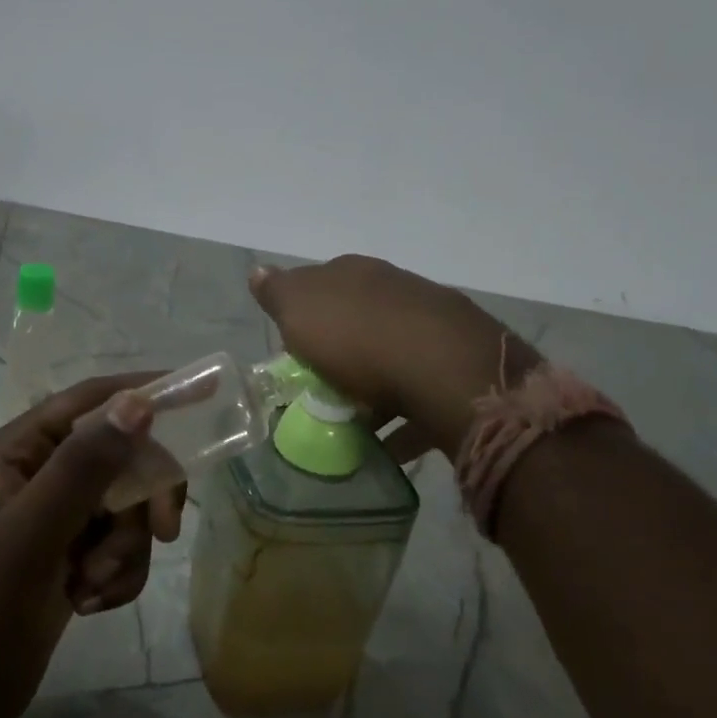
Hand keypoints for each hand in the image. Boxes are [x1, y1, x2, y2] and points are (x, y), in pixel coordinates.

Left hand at [0, 375, 172, 717]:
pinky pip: (122, 544)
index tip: (203, 395)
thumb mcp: (33, 533)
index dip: (146, 392)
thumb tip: (138, 403)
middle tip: (163, 532)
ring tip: (90, 585)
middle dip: (141, 500)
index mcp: (22, 447)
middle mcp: (43, 470)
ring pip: (129, 505)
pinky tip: (87, 603)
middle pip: (122, 456)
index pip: (93, 399)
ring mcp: (60, 513)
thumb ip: (84, 466)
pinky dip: (118, 574)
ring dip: (124, 549)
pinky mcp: (74, 552)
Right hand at [250, 256, 532, 458]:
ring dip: (373, 387)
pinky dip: (402, 418)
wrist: (444, 368)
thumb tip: (258, 271)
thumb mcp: (298, 309)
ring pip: (391, 355)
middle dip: (342, 352)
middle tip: (322, 389)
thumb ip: (277, 292)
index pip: (321, 286)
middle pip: (358, 321)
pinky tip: (389, 446)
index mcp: (354, 273)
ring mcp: (432, 324)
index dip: (305, 318)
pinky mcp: (458, 365)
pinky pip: (419, 393)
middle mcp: (395, 289)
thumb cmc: (356, 337)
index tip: (295, 353)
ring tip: (354, 426)